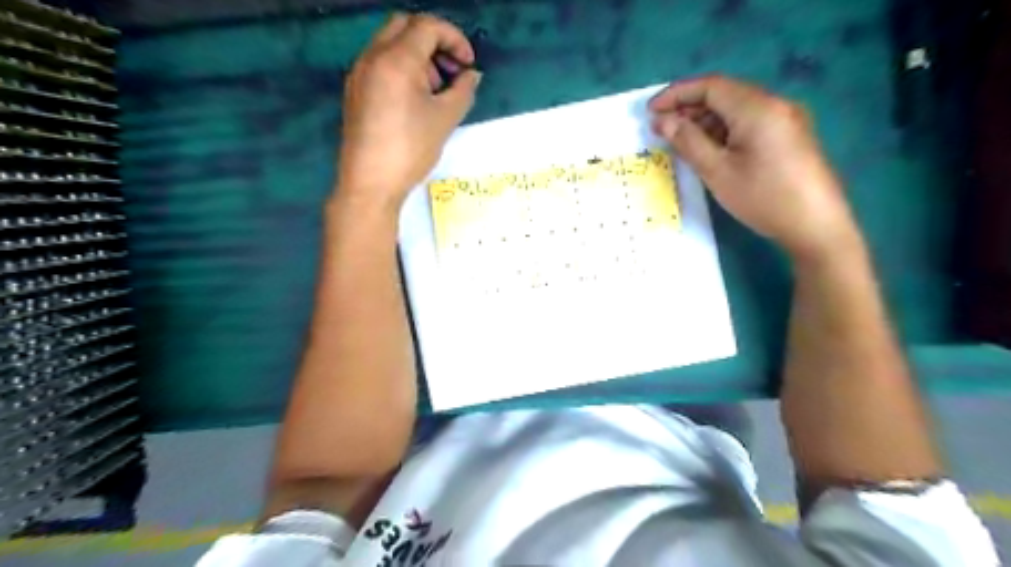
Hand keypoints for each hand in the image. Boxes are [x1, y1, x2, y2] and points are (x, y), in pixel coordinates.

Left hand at [337, 13, 482, 212]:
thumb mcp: (445, 119)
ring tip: (435, 90)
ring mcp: (359, 73)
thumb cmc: (410, 150)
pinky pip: (379, 63)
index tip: (468, 64)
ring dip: (417, 55)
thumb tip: (471, 75)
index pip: (427, 26)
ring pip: (390, 43)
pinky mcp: (354, 91)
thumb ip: (463, 91)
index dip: (454, 39)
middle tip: (451, 71)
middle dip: (434, 41)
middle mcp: (372, 57)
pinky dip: (401, 68)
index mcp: (396, 60)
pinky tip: (414, 99)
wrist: (370, 183)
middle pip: (405, 25)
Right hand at [648, 74, 858, 259]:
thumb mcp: (717, 171)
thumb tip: (663, 121)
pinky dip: (724, 130)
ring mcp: (785, 120)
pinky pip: (750, 123)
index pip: (711, 86)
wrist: (816, 225)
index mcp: (757, 108)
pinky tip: (710, 149)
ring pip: (737, 109)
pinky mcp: (789, 136)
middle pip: (725, 94)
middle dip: (689, 107)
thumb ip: (688, 141)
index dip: (677, 94)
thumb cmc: (763, 198)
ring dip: (706, 120)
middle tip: (661, 128)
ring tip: (680, 141)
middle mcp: (774, 104)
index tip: (650, 111)